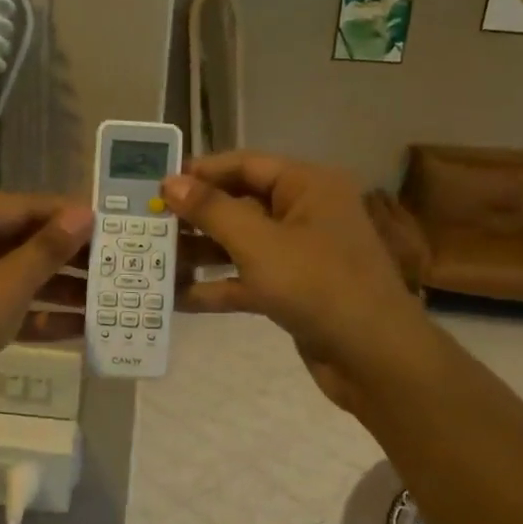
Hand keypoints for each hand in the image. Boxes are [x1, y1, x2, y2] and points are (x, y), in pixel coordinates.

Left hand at [0, 194, 92, 435]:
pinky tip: (78, 330)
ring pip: (15, 278)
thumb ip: (47, 250)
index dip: (69, 216)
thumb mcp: (5, 285)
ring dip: (58, 290)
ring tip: (107, 301)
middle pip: (22, 242)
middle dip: (68, 258)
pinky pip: (3, 308)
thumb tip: (84, 213)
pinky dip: (36, 317)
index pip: (26, 207)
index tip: (113, 227)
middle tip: (116, 268)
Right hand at [161, 152, 422, 412]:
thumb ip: (211, 211)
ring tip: (153, 259)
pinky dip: (217, 287)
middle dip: (195, 216)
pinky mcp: (293, 291)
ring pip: (240, 244)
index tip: (156, 185)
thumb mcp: (259, 243)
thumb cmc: (318, 285)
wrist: (375, 358)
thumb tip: (170, 182)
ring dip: (200, 253)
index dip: (200, 173)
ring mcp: (299, 254)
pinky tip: (177, 298)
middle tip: (148, 223)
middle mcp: (304, 213)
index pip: (245, 165)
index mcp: (307, 186)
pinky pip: (247, 280)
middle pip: (240, 204)